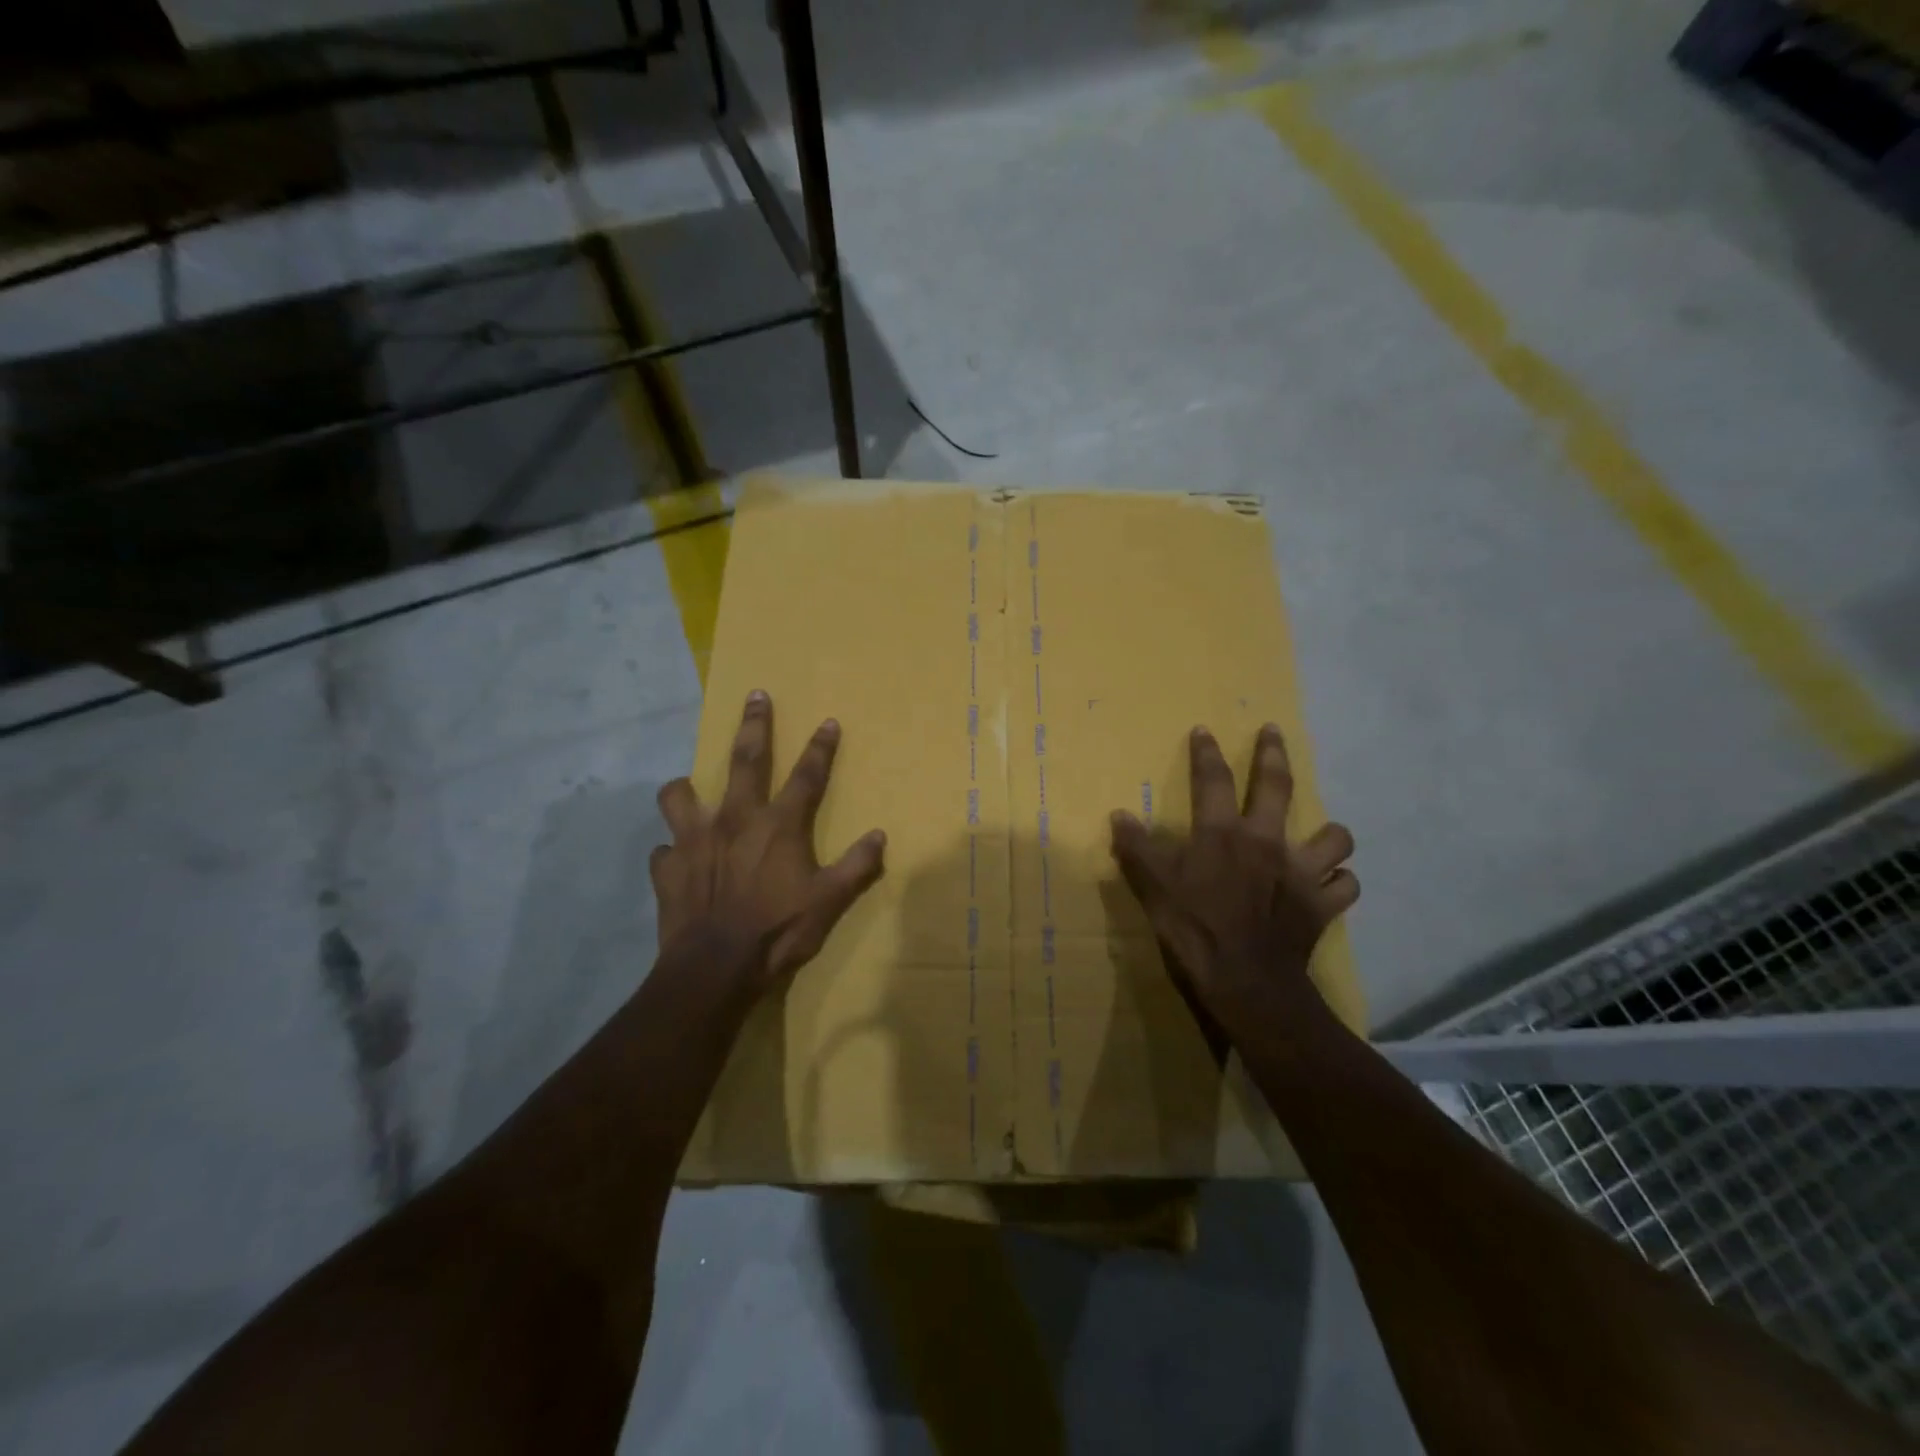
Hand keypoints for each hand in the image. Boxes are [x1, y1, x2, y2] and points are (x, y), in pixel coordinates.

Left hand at [653, 691, 886, 989]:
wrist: (715, 967)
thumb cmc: (777, 930)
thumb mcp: (829, 902)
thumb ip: (856, 866)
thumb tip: (880, 836)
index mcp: (779, 825)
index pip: (807, 775)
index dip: (821, 748)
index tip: (828, 721)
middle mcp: (735, 819)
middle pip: (745, 760)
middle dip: (754, 725)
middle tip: (755, 695)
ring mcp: (695, 840)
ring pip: (680, 795)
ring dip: (685, 788)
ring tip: (688, 789)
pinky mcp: (667, 867)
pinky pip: (663, 850)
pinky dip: (670, 851)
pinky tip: (676, 860)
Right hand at [1110, 724, 1356, 1028]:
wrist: (1245, 980)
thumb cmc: (1194, 929)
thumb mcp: (1154, 887)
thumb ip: (1137, 848)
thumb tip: (1119, 815)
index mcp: (1223, 834)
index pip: (1212, 780)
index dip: (1206, 752)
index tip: (1205, 731)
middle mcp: (1267, 841)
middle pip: (1277, 786)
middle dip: (1273, 753)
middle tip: (1272, 732)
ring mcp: (1301, 872)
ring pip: (1334, 837)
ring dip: (1329, 833)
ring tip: (1322, 834)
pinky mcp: (1322, 905)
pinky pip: (1345, 886)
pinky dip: (1340, 882)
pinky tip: (1330, 885)